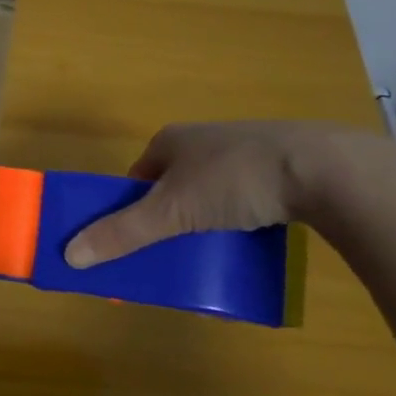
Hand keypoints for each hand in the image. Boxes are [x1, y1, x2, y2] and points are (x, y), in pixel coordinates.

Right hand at [64, 120, 360, 267]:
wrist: (326, 169)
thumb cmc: (234, 180)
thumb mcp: (171, 212)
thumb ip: (121, 233)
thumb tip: (69, 255)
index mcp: (171, 140)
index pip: (137, 177)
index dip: (130, 208)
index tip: (135, 240)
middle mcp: (204, 139)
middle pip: (173, 186)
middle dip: (170, 218)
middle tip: (174, 252)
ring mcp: (246, 149)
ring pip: (212, 191)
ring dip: (207, 219)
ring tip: (214, 249)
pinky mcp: (283, 165)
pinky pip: (249, 196)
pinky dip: (243, 217)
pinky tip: (253, 238)